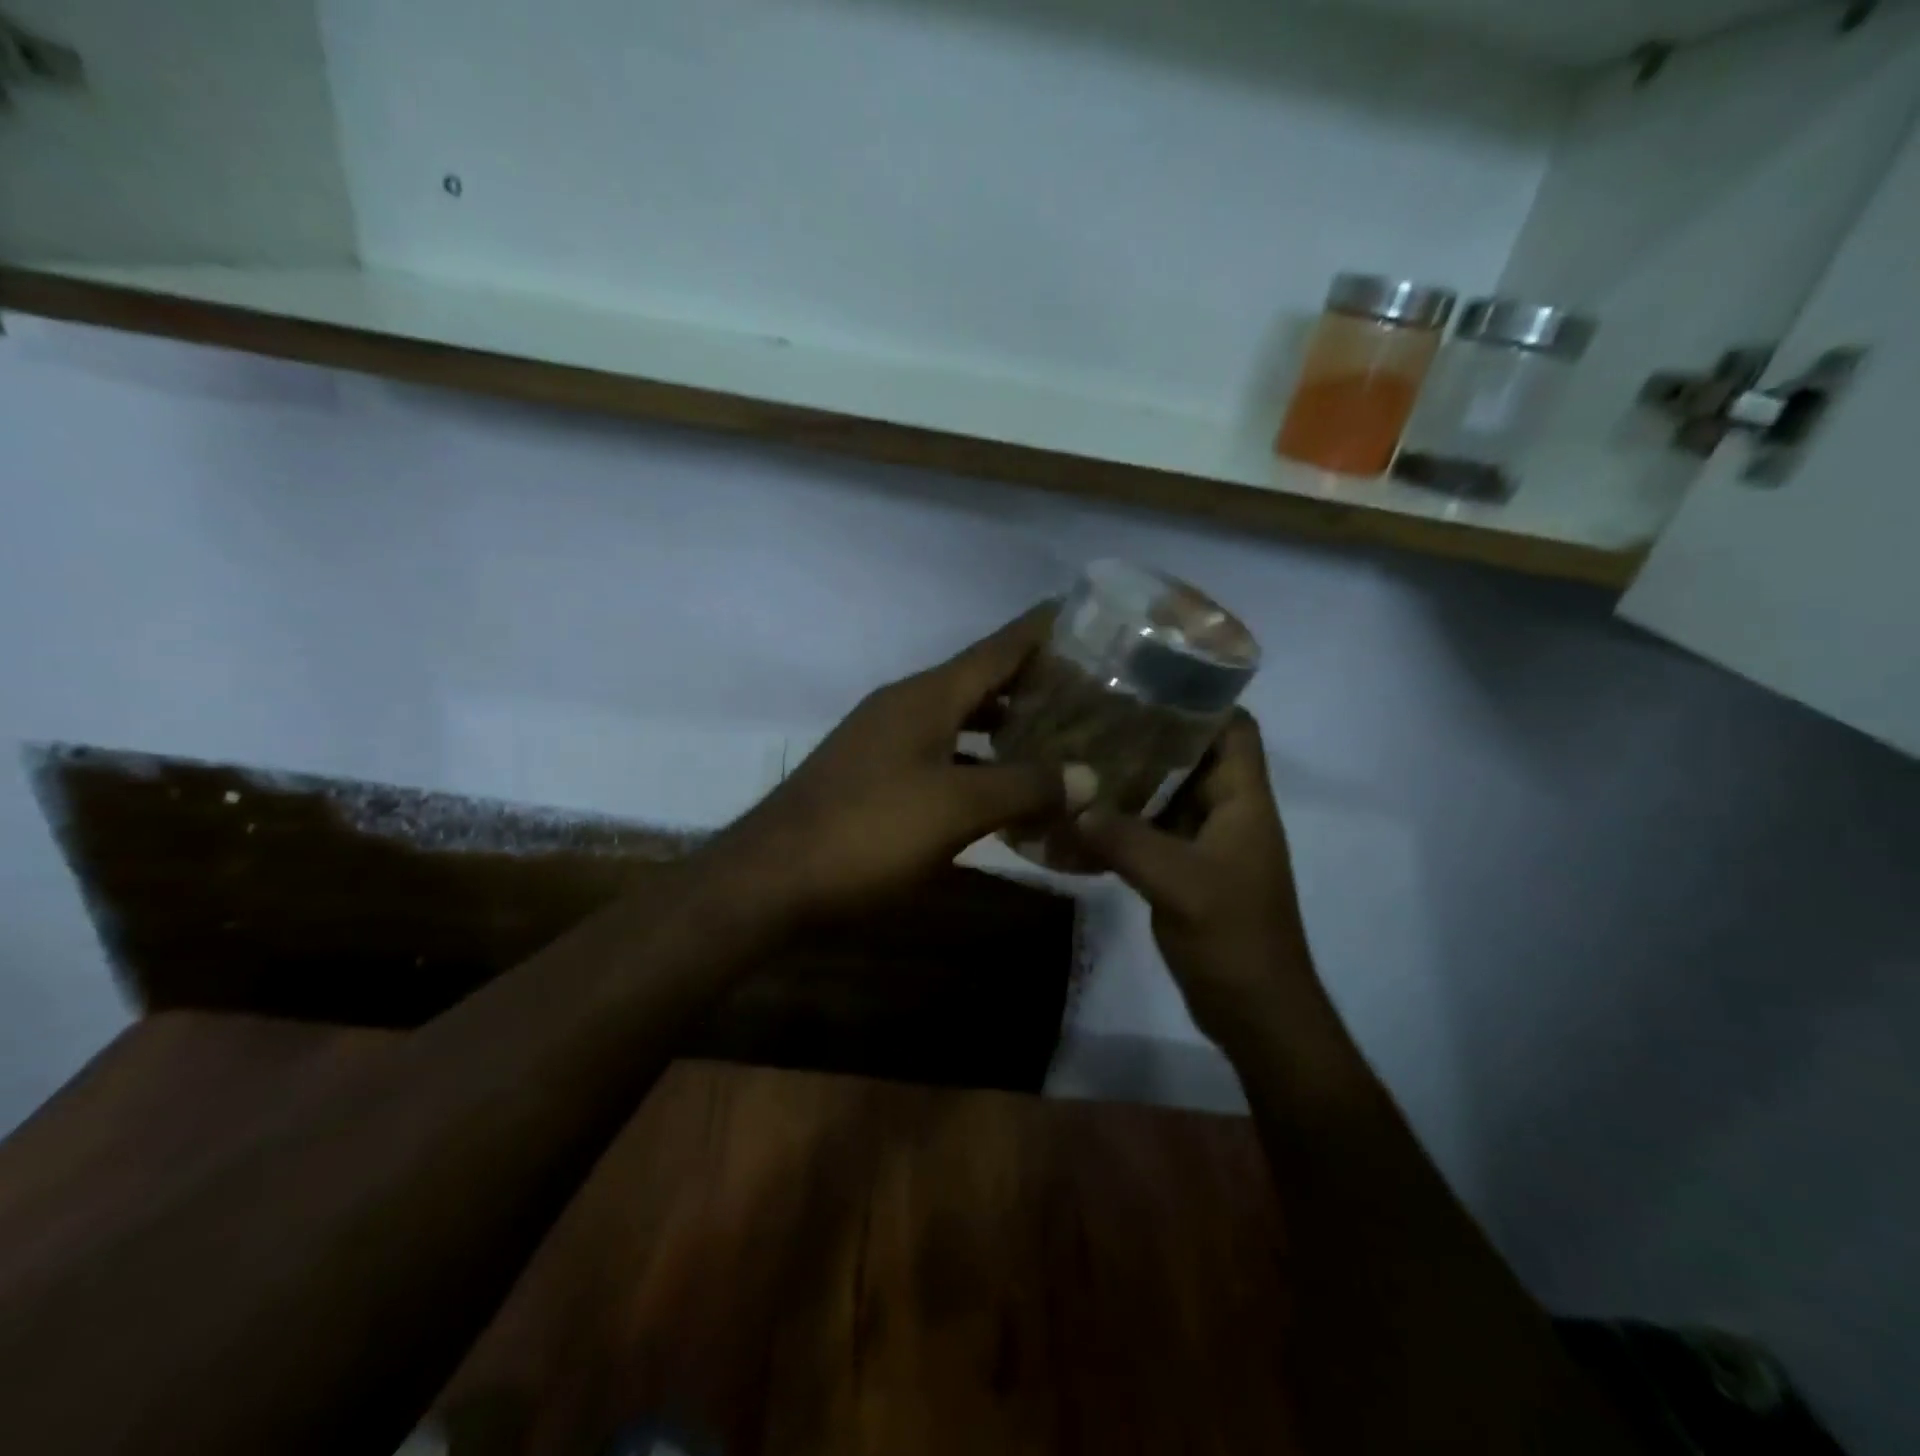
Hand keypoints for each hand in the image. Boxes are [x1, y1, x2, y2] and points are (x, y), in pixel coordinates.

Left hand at [714, 607, 1097, 921]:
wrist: (771, 880)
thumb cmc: (868, 832)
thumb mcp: (956, 809)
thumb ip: (1024, 787)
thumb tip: (1089, 776)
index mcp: (925, 697)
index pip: (995, 649)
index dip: (1038, 632)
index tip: (1079, 614)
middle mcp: (903, 708)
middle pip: (978, 683)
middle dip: (1029, 685)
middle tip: (1086, 693)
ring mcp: (882, 743)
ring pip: (957, 723)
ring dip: (1002, 728)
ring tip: (1054, 739)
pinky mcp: (872, 779)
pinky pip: (938, 756)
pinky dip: (973, 765)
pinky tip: (998, 790)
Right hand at [1071, 712, 1316, 1046]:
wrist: (1254, 1011)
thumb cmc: (1234, 938)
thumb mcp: (1180, 884)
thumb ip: (1125, 841)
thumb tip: (1070, 804)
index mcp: (1243, 801)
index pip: (1234, 730)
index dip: (1201, 698)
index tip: (1146, 681)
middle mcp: (1226, 812)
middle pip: (1191, 755)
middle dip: (1147, 734)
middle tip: (1092, 715)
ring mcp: (1204, 843)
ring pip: (1165, 794)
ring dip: (1128, 779)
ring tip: (1078, 754)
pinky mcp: (1183, 870)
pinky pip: (1149, 831)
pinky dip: (1120, 821)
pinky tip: (1079, 817)